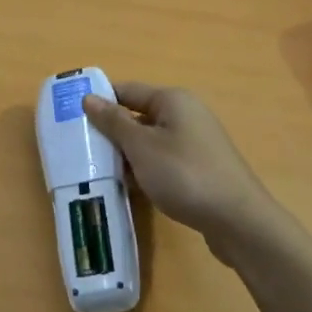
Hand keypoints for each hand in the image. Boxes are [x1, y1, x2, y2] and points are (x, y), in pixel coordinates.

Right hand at [82, 83, 284, 261]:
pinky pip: (163, 161)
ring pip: (150, 141)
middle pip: (138, 115)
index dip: (100, 101)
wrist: (238, 221)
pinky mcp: (200, 168)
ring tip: (101, 172)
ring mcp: (196, 142)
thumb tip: (89, 97)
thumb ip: (114, 121)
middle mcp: (186, 114)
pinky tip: (131, 188)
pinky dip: (146, 170)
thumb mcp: (141, 146)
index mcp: (173, 99)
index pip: (127, 90)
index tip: (72, 118)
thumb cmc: (184, 174)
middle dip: (112, 132)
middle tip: (82, 150)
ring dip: (127, 154)